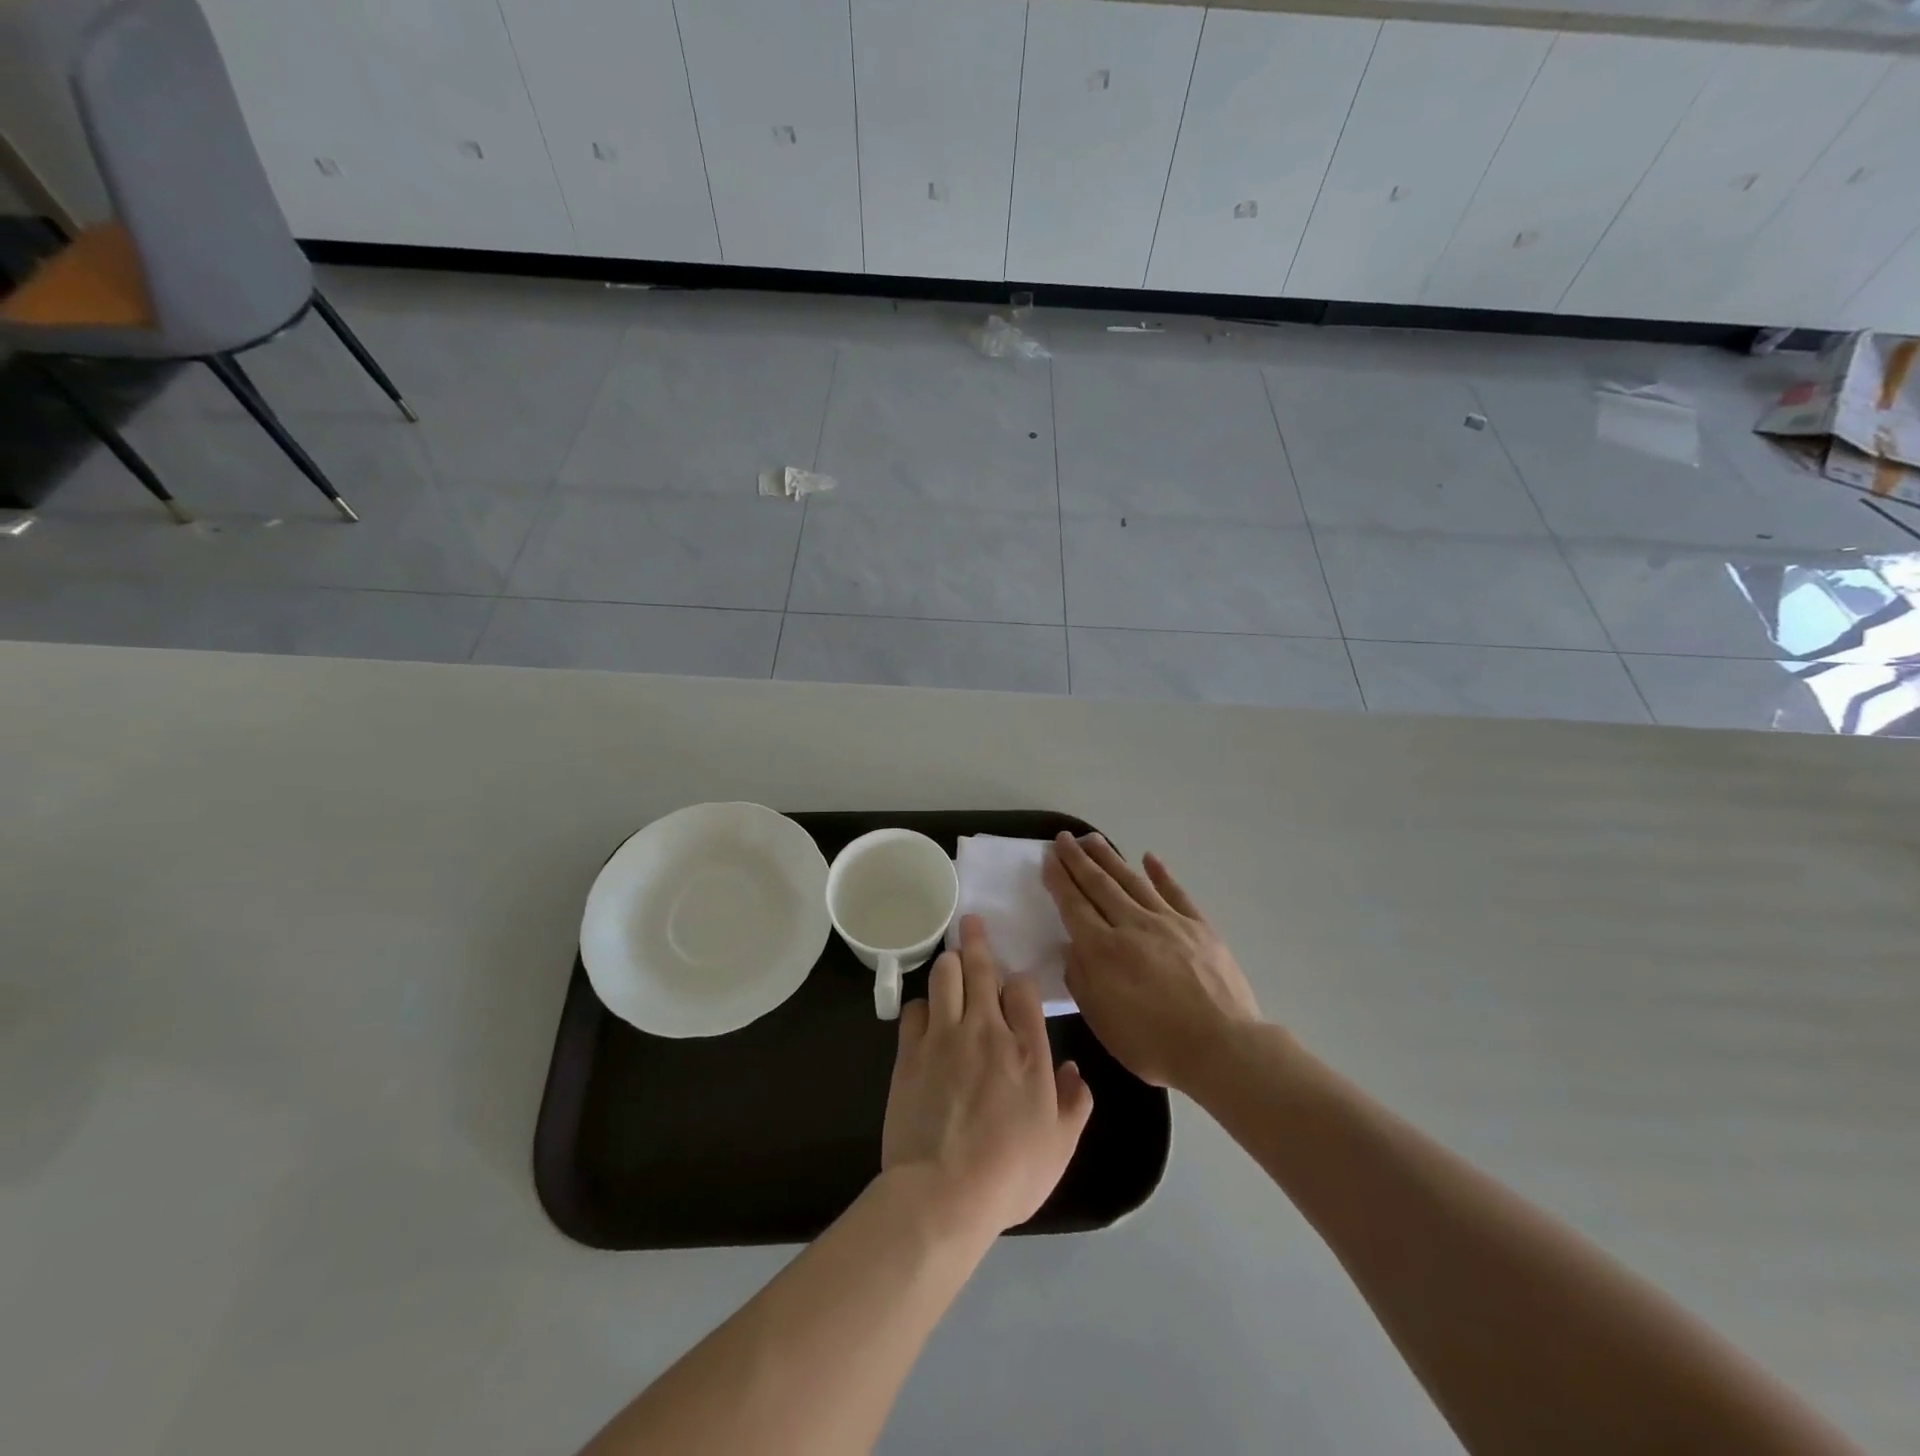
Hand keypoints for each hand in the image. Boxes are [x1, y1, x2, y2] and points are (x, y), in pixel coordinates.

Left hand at [881, 915, 1094, 1236]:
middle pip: (982, 968)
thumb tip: (1076, 1070)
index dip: (1020, 981)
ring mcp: (945, 1036)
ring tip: (951, 959)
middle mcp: (986, 1030)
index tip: (1016, 985)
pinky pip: (915, 1008)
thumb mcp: (1060, 1147)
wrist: (943, 1193)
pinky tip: (927, 1013)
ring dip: (950, 963)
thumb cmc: (1009, 1174)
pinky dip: (923, 1005)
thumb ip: (1075, 1104)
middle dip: (978, 940)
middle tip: (972, 921)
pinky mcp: (910, 1051)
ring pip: (945, 975)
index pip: (1024, 990)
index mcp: (1028, 1050)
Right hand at [1043, 833, 1261, 1092]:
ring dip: (1110, 858)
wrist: (1223, 1048)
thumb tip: (1074, 948)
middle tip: (1064, 839)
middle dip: (1078, 860)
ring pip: (1132, 881)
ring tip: (1093, 839)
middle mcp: (1132, 925)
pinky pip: (1175, 892)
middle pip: (1100, 885)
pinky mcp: (1199, 926)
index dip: (1060, 880)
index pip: (1075, 906)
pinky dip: (1161, 873)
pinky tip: (1149, 857)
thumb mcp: (1103, 1022)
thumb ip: (1082, 981)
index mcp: (1103, 950)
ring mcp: (1168, 921)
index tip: (1049, 858)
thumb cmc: (1155, 1044)